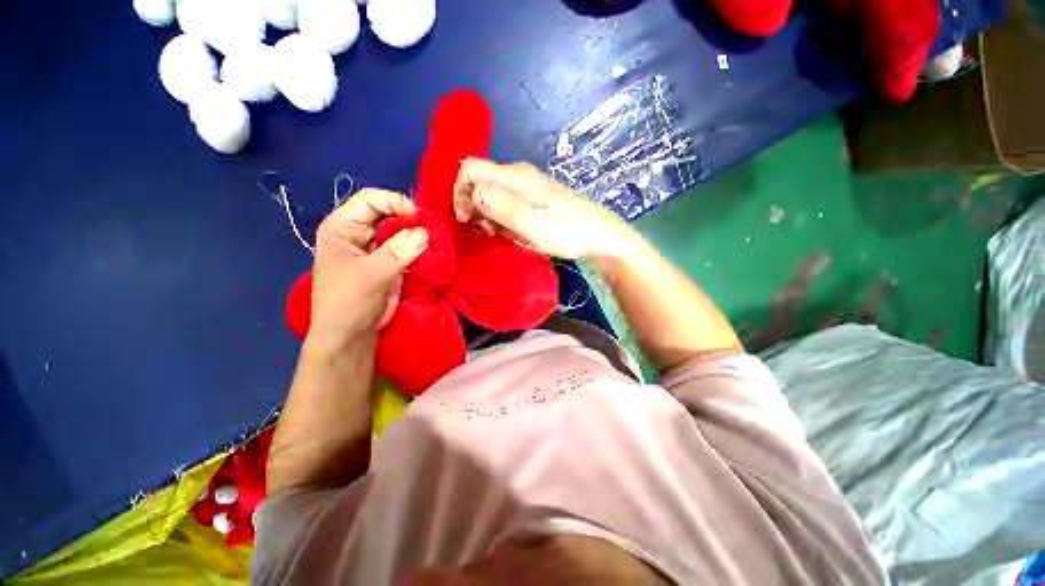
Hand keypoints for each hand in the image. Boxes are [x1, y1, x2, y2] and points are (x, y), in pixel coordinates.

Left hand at [308, 188, 428, 350]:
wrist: (351, 335)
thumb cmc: (348, 302)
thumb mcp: (370, 275)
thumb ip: (397, 252)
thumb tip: (425, 232)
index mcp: (342, 227)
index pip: (370, 200)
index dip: (395, 202)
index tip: (419, 217)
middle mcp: (358, 233)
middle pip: (389, 213)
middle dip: (411, 220)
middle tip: (432, 232)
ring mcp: (376, 248)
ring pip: (401, 231)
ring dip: (418, 235)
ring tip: (434, 243)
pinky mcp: (390, 262)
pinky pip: (408, 248)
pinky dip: (420, 249)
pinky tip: (431, 254)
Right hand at [452, 158, 635, 262]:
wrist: (600, 237)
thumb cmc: (568, 232)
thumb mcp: (532, 224)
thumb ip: (501, 207)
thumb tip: (473, 193)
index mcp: (515, 177)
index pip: (470, 168)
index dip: (460, 192)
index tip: (466, 220)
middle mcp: (519, 176)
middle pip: (480, 182)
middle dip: (475, 208)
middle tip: (490, 232)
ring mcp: (528, 187)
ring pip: (492, 195)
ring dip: (490, 217)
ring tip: (506, 235)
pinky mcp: (535, 199)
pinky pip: (507, 204)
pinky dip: (503, 219)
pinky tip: (516, 232)